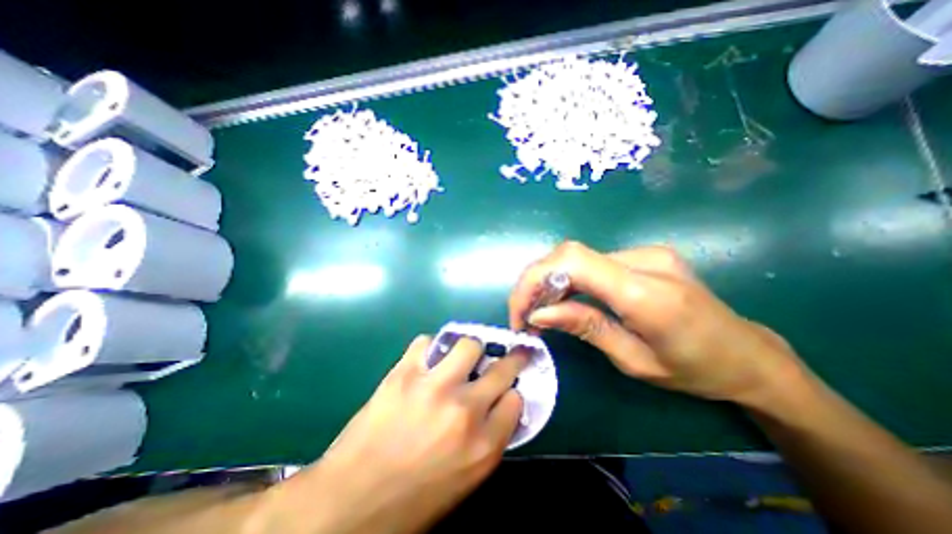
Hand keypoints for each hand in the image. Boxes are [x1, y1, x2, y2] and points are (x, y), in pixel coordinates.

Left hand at [254, 336, 527, 531]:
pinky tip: (427, 359)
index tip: (505, 390)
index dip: (511, 393)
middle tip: (510, 353)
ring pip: (469, 345)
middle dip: (511, 359)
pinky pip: (427, 342)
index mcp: (482, 446)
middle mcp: (464, 411)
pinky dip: (431, 348)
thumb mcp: (464, 480)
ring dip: (470, 349)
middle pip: (502, 369)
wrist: (348, 503)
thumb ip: (488, 440)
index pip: (515, 401)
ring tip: (462, 357)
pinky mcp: (404, 373)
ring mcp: (434, 387)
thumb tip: (499, 406)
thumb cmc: (411, 500)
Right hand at [509, 240, 806, 406]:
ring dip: (550, 281)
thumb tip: (539, 313)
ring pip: (577, 257)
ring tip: (540, 311)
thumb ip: (585, 327)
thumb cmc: (696, 371)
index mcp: (646, 293)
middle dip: (535, 282)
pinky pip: (592, 262)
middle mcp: (644, 260)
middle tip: (525, 315)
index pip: (573, 263)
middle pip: (569, 254)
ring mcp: (646, 252)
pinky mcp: (643, 255)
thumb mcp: (634, 361)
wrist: (749, 355)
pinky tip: (564, 299)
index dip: (535, 280)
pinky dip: (568, 279)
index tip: (520, 313)